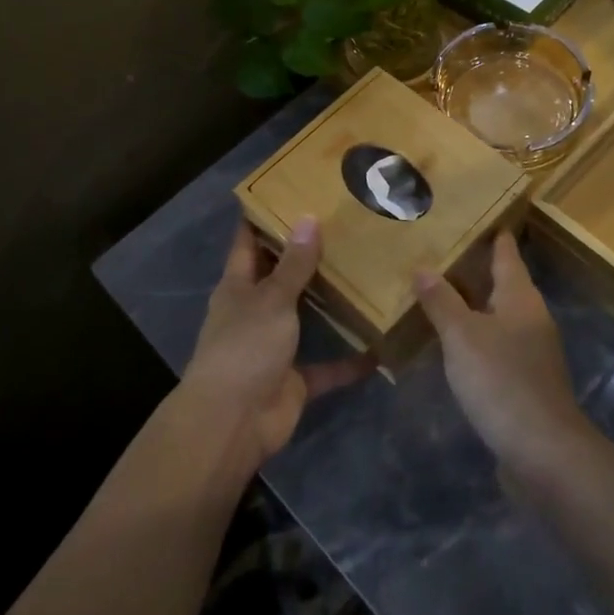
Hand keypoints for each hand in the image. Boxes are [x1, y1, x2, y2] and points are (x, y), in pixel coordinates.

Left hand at [182, 215, 373, 472]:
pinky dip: (350, 361)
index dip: (261, 218)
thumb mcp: (271, 299)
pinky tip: (380, 347)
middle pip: (280, 277)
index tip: (287, 191)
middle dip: (306, 256)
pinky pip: (328, 366)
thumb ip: (293, 264)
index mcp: (238, 287)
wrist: (233, 423)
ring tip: (366, 274)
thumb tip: (309, 219)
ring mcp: (274, 347)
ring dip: (330, 304)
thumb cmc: (245, 348)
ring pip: (306, 318)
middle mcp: (255, 312)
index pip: (247, 243)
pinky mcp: (295, 380)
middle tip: (344, 227)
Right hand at [415, 232, 592, 483]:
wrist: (543, 452)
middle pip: (504, 283)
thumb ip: (442, 301)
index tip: (476, 216)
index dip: (494, 235)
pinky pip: (498, 345)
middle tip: (442, 252)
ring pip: (500, 316)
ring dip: (474, 304)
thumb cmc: (501, 381)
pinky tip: (455, 344)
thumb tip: (423, 267)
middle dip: (477, 269)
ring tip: (441, 294)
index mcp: (520, 297)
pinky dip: (477, 336)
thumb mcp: (462, 336)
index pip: (507, 254)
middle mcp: (531, 318)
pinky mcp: (526, 381)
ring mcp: (532, 351)